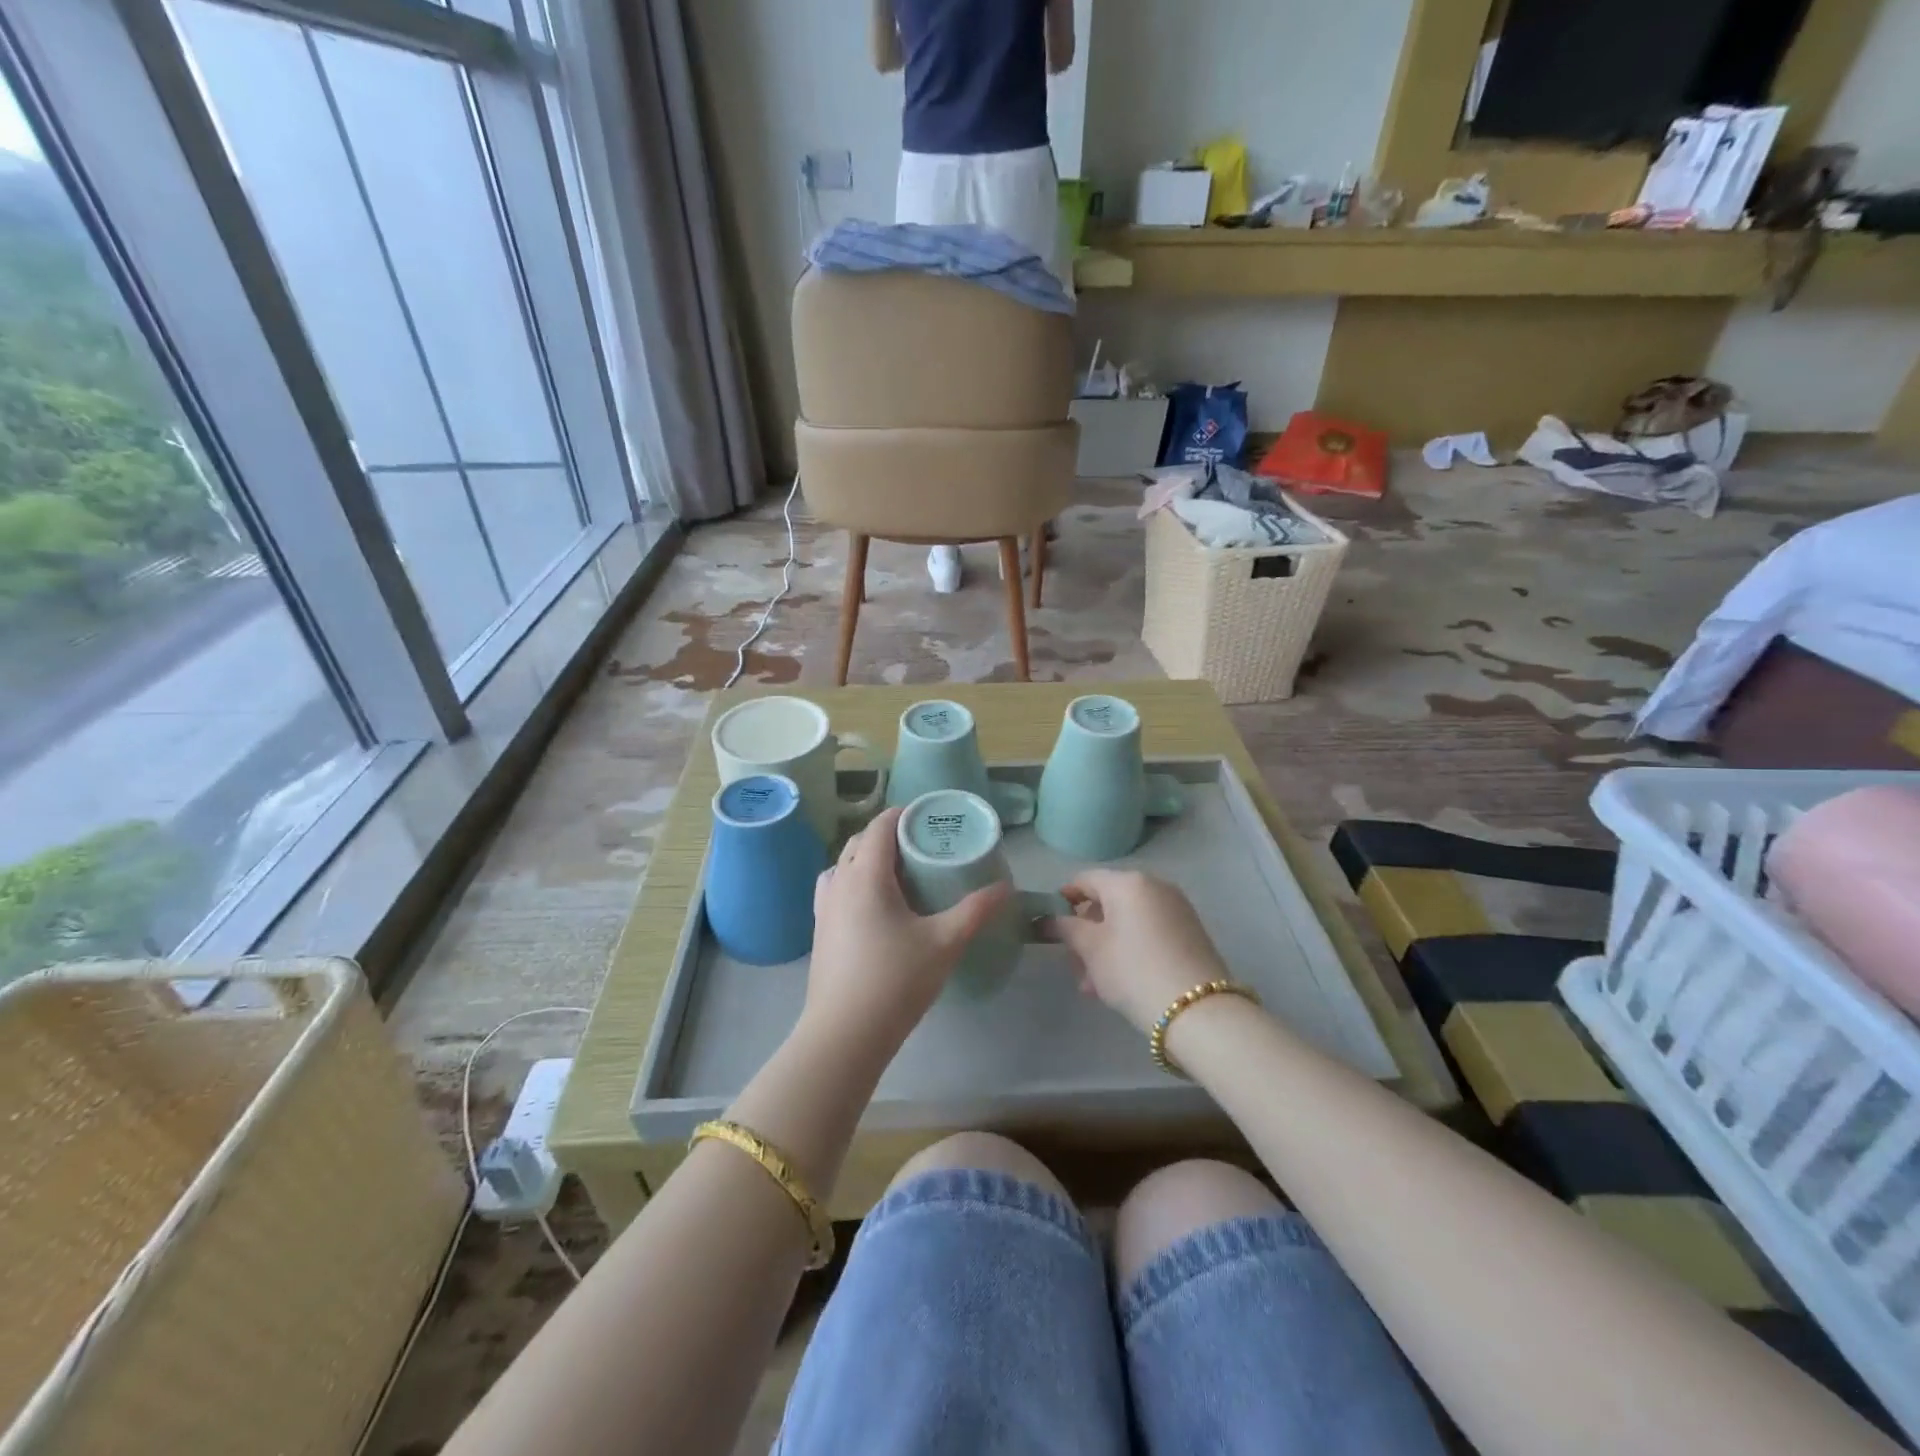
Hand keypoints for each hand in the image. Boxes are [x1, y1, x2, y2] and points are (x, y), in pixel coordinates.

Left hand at [803, 808, 1009, 1053]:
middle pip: (859, 842)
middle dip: (887, 836)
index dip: (903, 815)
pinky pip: (835, 889)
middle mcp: (839, 882)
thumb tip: (1006, 888)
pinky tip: (875, 908)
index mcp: (866, 875)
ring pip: (843, 865)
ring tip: (898, 875)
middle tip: (921, 847)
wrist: (844, 1034)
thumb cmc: (895, 980)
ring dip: (867, 859)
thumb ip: (975, 911)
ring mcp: (824, 907)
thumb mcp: (944, 942)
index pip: (880, 826)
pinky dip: (854, 882)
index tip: (928, 818)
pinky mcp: (819, 930)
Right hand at [1044, 870, 1231, 1033]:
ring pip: (1128, 922)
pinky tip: (1121, 983)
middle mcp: (1155, 886)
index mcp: (1128, 882)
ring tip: (1094, 986)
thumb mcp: (1091, 949)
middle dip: (1086, 932)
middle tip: (1075, 966)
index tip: (1051, 927)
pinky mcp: (1191, 933)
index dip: (1063, 900)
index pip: (1085, 880)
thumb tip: (1047, 919)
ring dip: (1106, 947)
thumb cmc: (1133, 970)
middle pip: (1108, 902)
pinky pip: (1149, 933)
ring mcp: (1177, 909)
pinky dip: (1130, 950)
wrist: (1198, 1010)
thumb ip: (1066, 928)